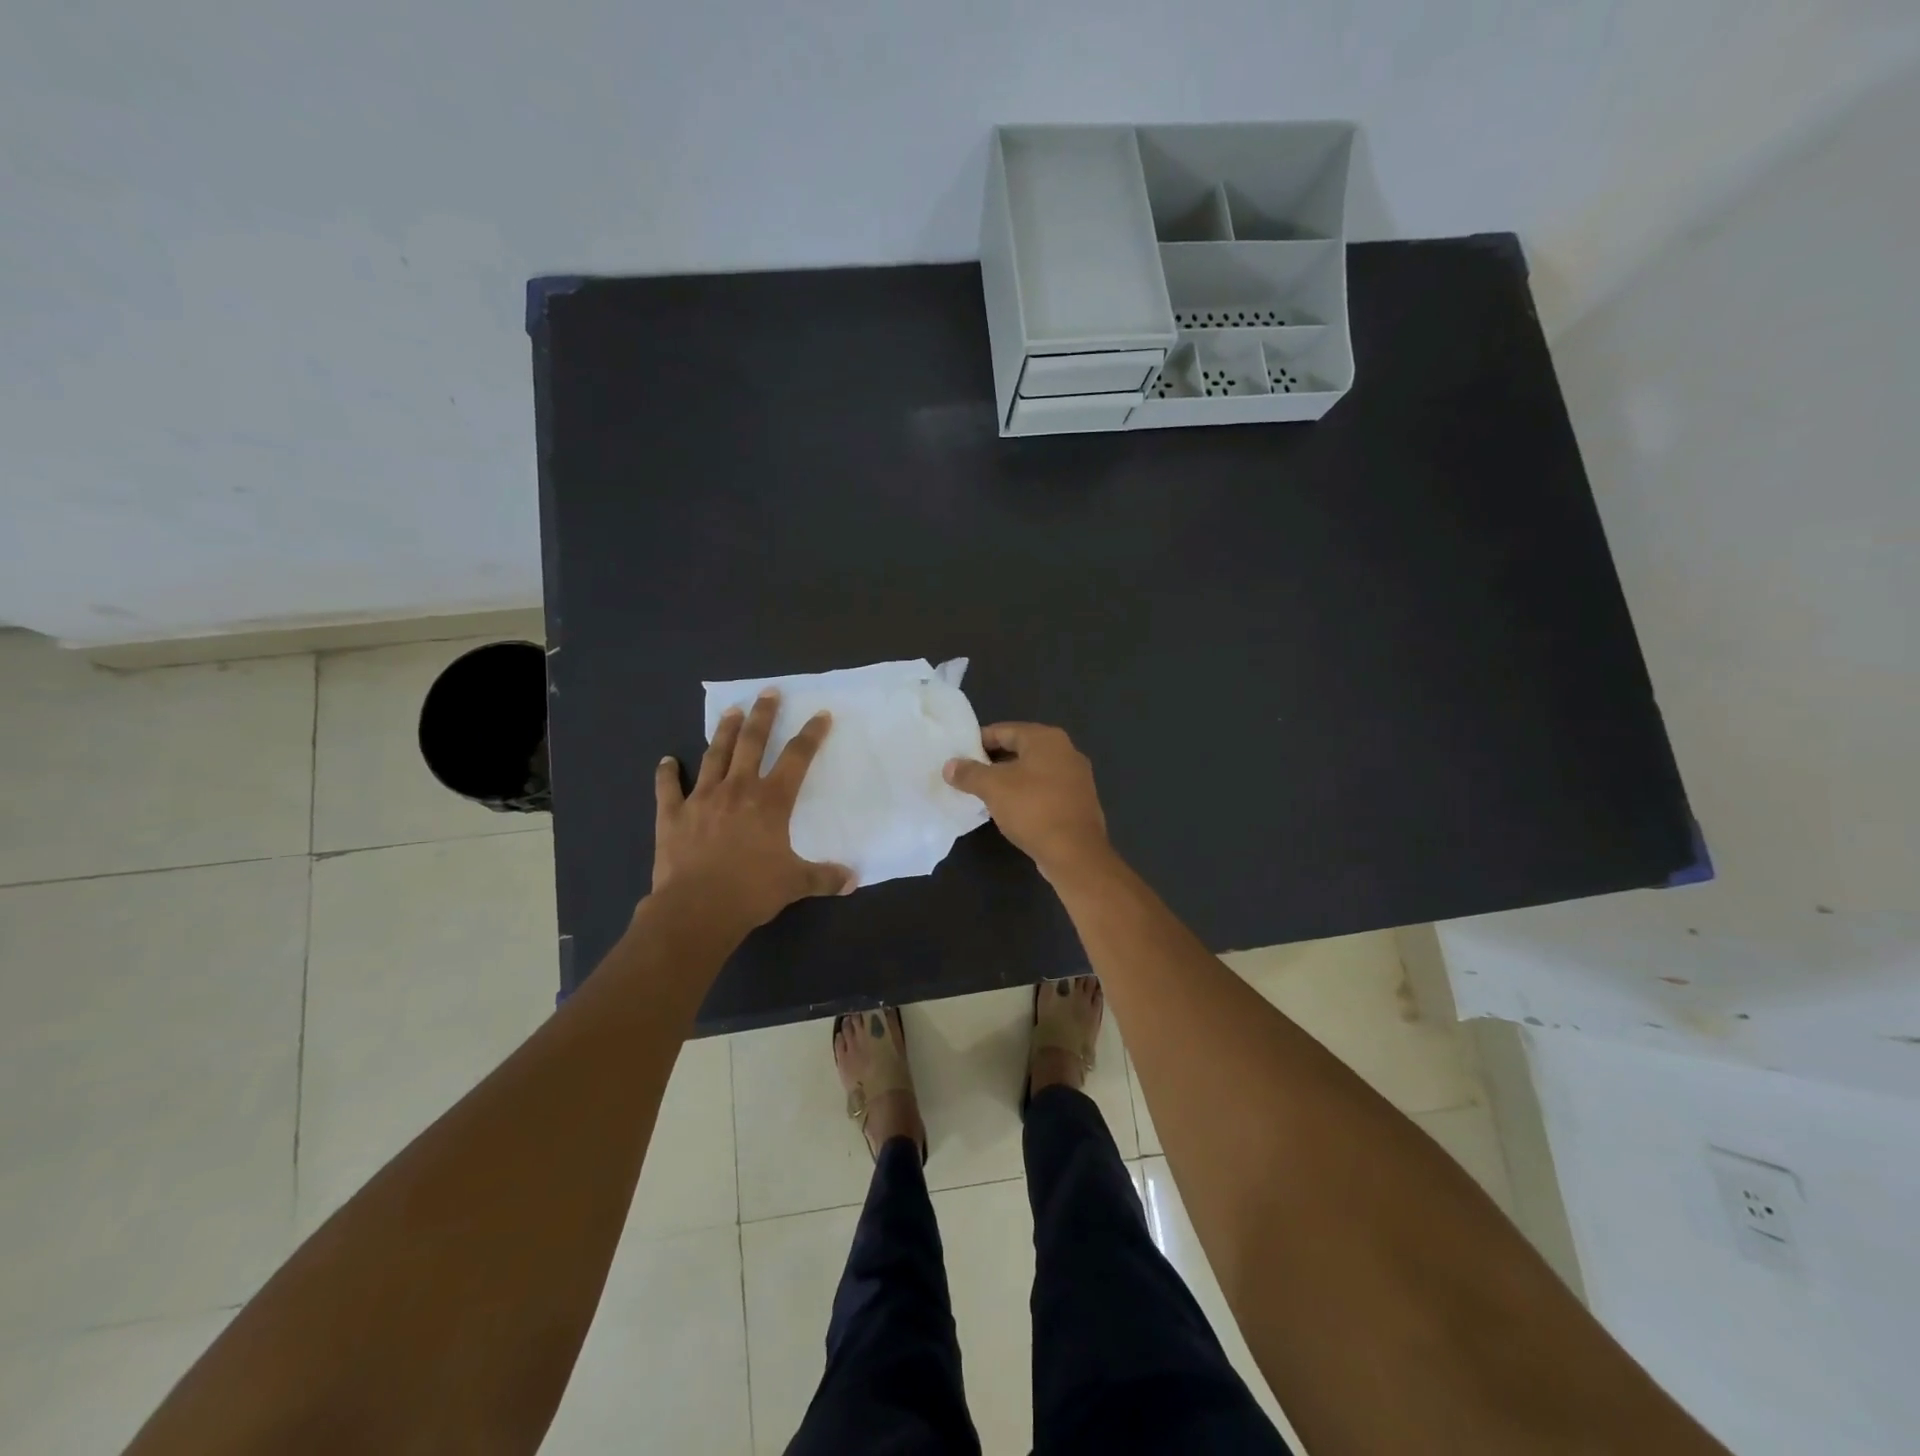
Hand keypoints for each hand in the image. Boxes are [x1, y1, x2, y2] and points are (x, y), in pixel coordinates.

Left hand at [651, 690, 853, 933]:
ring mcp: (702, 798)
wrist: (696, 908)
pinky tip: (666, 761)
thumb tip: (853, 879)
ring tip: (729, 711)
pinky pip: (669, 788)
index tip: (820, 715)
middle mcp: (738, 789)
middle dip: (763, 715)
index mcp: (771, 801)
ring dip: (723, 731)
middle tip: (768, 692)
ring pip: (714, 755)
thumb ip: (824, 877)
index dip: (811, 734)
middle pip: (752, 742)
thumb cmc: (751, 891)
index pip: (797, 758)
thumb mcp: (795, 884)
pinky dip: (667, 773)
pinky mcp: (673, 815)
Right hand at [943, 723, 1110, 880]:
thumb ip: (969, 773)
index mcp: (1046, 738)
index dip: (978, 742)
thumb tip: (949, 766)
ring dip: (1009, 779)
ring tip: (984, 794)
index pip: (1004, 730)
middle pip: (1020, 749)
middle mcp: (1066, 751)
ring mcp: (1076, 777)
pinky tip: (1011, 810)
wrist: (1075, 853)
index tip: (958, 756)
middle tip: (967, 775)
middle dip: (992, 761)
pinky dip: (1026, 795)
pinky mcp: (1078, 801)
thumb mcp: (993, 788)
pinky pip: (1045, 790)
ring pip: (1033, 771)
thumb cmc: (1033, 809)